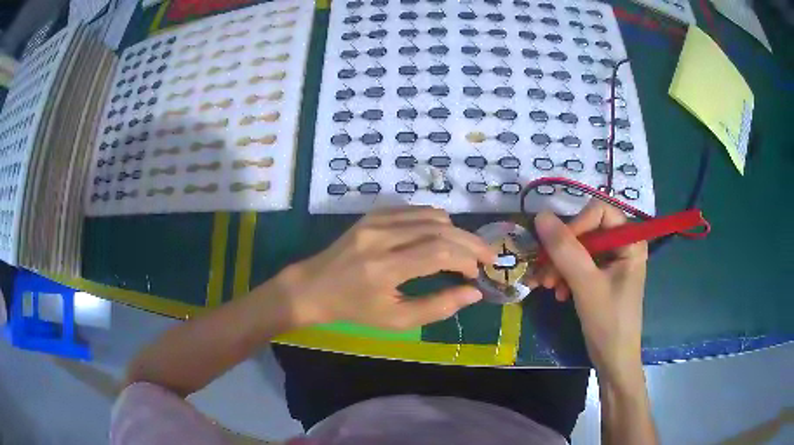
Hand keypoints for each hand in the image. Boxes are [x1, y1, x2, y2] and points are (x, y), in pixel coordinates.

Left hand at [276, 206, 495, 329]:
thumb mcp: (396, 320)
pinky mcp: (374, 214)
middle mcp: (382, 237)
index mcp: (385, 268)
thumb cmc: (355, 309)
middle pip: (440, 230)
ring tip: (464, 251)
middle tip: (486, 257)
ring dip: (455, 232)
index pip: (439, 252)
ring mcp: (376, 220)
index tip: (477, 274)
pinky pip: (416, 211)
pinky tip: (441, 238)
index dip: (466, 259)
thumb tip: (473, 293)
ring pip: (432, 216)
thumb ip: (437, 307)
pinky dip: (436, 223)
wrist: (315, 286)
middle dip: (470, 243)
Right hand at [528, 201, 647, 381]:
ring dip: (559, 265)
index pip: (600, 212)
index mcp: (630, 241)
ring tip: (545, 286)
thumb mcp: (586, 284)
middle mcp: (622, 246)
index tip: (557, 248)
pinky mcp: (601, 277)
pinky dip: (564, 276)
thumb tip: (541, 216)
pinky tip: (557, 293)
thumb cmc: (608, 321)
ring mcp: (612, 262)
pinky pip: (579, 265)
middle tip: (543, 272)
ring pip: (579, 249)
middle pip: (587, 230)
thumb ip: (565, 249)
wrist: (613, 360)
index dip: (577, 224)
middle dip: (562, 251)